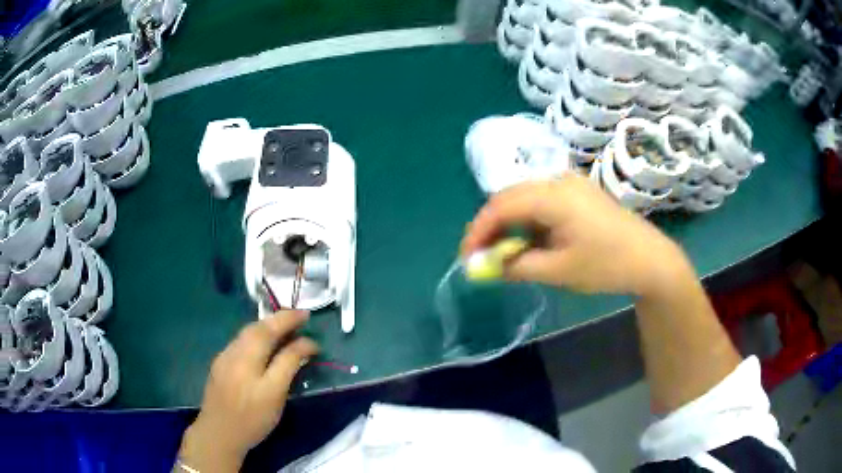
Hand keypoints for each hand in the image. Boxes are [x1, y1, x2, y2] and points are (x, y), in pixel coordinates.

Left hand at [177, 311, 318, 472]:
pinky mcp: (220, 361)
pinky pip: (241, 339)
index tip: (313, 330)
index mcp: (251, 366)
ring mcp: (225, 356)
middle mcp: (237, 355)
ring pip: (248, 331)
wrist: (218, 433)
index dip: (297, 335)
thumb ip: (288, 368)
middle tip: (300, 315)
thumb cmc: (252, 421)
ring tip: (284, 323)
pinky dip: (256, 333)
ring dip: (267, 323)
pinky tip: (262, 339)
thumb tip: (304, 347)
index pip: (277, 341)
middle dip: (281, 318)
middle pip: (259, 329)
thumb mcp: (275, 399)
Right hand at [461, 176, 692, 296]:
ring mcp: (571, 184)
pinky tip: (530, 241)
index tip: (467, 257)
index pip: (501, 205)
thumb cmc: (607, 265)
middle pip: (511, 196)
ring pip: (525, 198)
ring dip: (510, 223)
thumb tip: (484, 266)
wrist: (650, 259)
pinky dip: (529, 221)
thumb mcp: (558, 271)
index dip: (479, 230)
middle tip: (482, 256)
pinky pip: (542, 201)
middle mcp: (559, 180)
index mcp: (554, 195)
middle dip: (491, 226)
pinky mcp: (578, 193)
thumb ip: (517, 266)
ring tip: (504, 253)